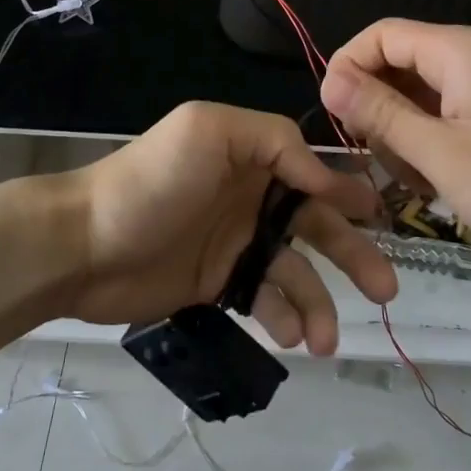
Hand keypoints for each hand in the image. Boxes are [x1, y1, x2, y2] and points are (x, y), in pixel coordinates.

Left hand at [52, 102, 397, 353]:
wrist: (84, 245)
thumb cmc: (150, 182)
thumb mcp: (208, 131)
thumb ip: (273, 140)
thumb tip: (323, 175)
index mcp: (249, 156)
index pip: (310, 170)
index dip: (347, 191)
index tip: (380, 216)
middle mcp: (249, 197)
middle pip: (314, 224)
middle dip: (352, 253)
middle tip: (386, 289)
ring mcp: (234, 244)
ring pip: (294, 271)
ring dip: (319, 303)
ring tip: (326, 339)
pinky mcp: (217, 284)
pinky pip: (265, 301)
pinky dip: (283, 319)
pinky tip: (290, 338)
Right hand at [320, 19, 470, 268]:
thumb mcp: (442, 154)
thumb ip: (382, 114)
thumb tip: (330, 80)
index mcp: (458, 51)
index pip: (379, 35)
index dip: (347, 68)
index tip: (335, 118)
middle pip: (399, 63)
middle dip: (377, 109)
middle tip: (381, 162)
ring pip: (422, 93)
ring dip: (405, 133)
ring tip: (419, 182)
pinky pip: (450, 111)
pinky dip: (434, 141)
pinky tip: (442, 181)